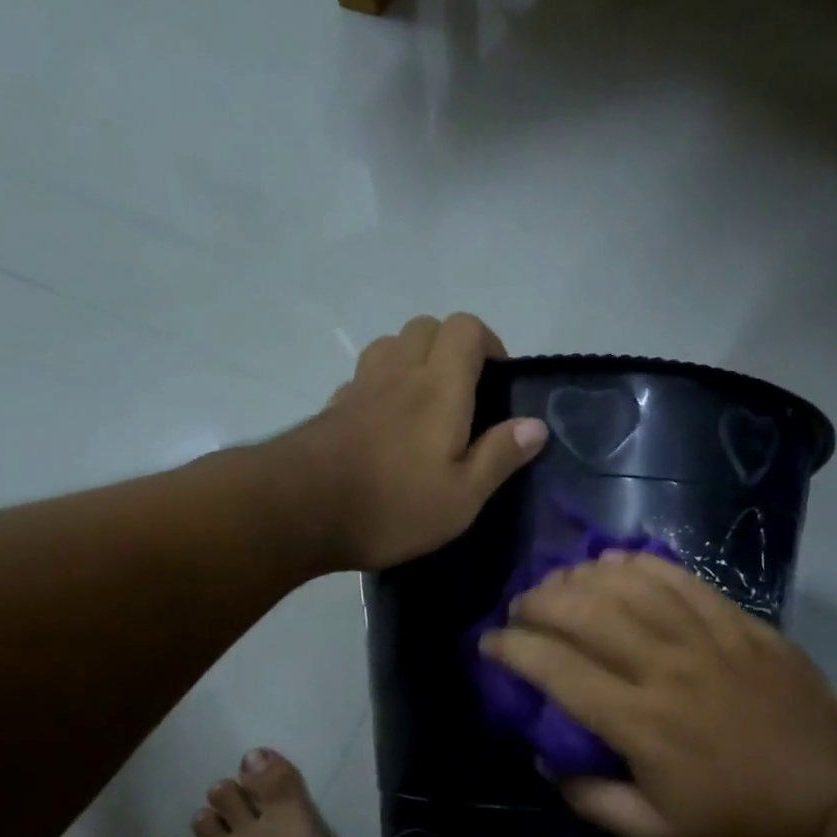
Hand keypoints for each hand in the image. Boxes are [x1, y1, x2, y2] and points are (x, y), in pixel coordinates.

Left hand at [291, 314, 547, 571]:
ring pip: (391, 345)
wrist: (301, 510)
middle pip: (426, 326)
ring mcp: (361, 387)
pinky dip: (382, 386)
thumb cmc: (393, 506)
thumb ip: (499, 456)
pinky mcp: (333, 407)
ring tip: (426, 405)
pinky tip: (386, 426)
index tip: (497, 382)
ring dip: (414, 360)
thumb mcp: (462, 497)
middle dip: (451, 347)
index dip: (488, 343)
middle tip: (465, 394)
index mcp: (439, 387)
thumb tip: (536, 425)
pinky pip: (364, 377)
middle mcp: (399, 373)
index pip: (466, 328)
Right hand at [479, 552, 836, 836]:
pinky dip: (639, 564)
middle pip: (586, 613)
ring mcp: (704, 637)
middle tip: (520, 610)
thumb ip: (590, 799)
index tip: (489, 644)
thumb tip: (544, 761)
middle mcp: (664, 668)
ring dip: (581, 577)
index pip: (558, 670)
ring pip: (628, 587)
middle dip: (539, 602)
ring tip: (559, 583)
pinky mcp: (736, 621)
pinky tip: (614, 562)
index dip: (514, 650)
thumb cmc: (739, 817)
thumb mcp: (656, 834)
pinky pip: (679, 578)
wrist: (832, 789)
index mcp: (640, 723)